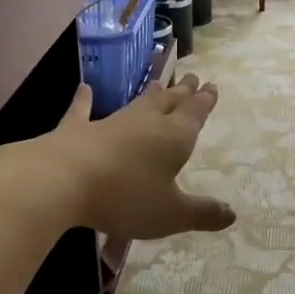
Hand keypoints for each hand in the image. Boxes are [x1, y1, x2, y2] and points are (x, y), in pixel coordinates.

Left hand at [32, 75, 234, 239]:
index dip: (205, 101)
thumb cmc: (126, 197)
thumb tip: (231, 214)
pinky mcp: (77, 129)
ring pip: (136, 104)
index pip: (195, 113)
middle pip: (169, 102)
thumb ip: (201, 213)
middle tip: (192, 79)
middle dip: (183, 92)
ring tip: (160, 83)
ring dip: (150, 94)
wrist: (62, 180)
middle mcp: (146, 122)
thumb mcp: (170, 214)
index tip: (211, 86)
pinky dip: (84, 100)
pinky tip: (84, 89)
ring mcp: (110, 122)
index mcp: (174, 137)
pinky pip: (83, 110)